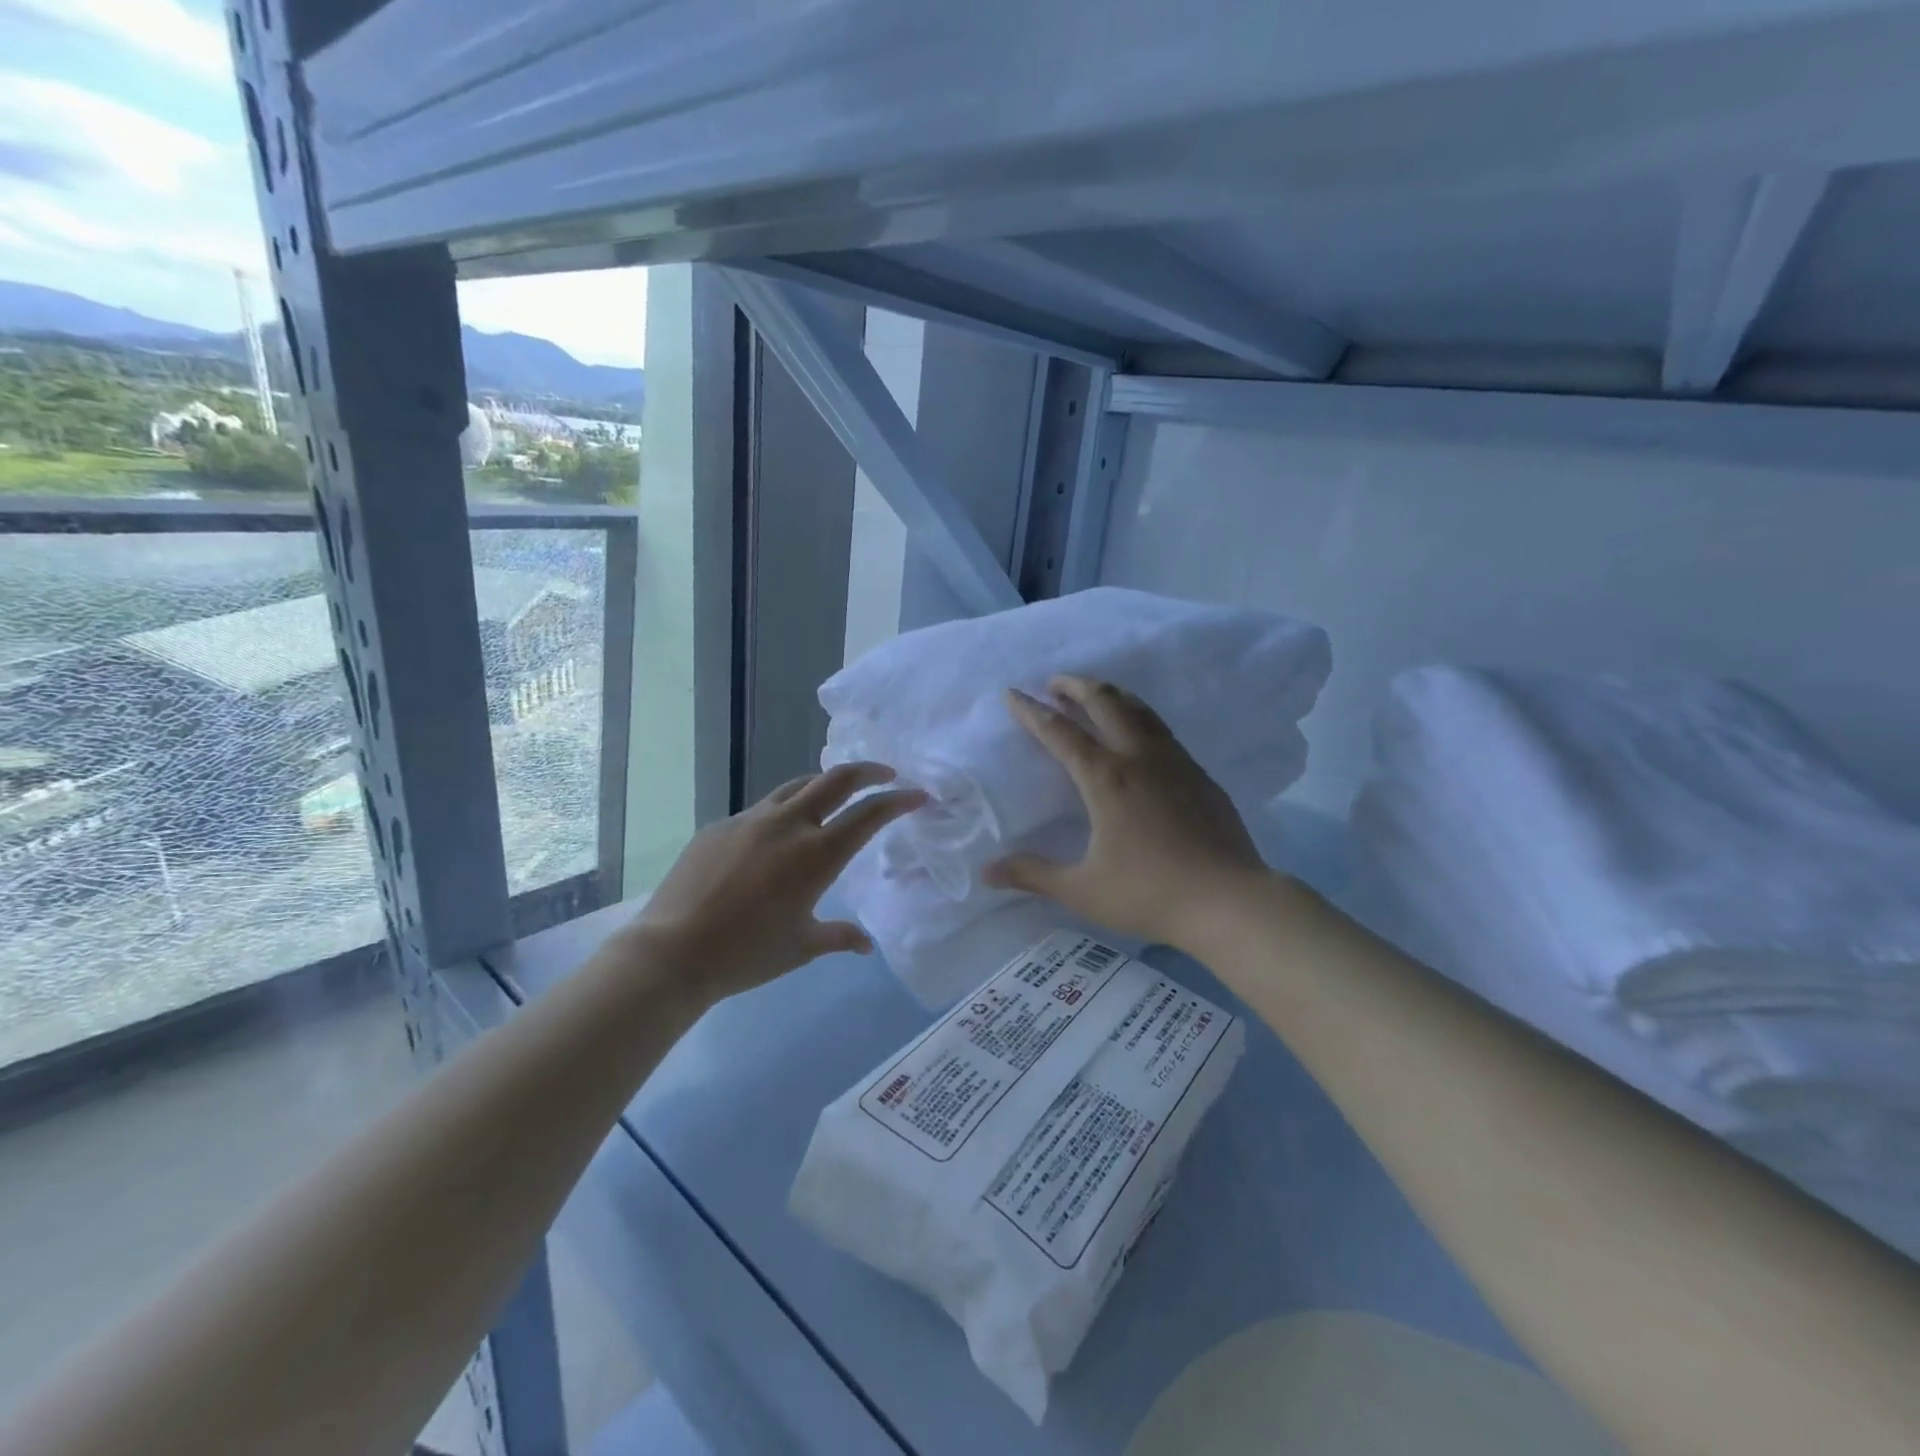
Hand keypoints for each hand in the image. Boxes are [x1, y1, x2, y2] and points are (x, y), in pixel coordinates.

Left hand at [630, 763, 926, 1002]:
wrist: (673, 952)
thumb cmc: (747, 954)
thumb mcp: (801, 947)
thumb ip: (839, 937)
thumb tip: (866, 944)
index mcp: (817, 854)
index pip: (869, 814)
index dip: (898, 801)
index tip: (918, 795)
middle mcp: (789, 825)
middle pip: (836, 780)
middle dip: (868, 771)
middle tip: (886, 775)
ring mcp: (751, 820)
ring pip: (797, 787)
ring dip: (824, 785)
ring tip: (834, 795)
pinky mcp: (721, 825)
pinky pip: (762, 809)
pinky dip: (783, 812)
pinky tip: (776, 837)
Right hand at [983, 676, 1271, 950]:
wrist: (1229, 901)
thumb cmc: (1149, 894)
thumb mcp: (1082, 889)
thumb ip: (1032, 875)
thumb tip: (986, 871)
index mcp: (1105, 778)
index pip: (1060, 732)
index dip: (1032, 712)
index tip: (1013, 694)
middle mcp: (1139, 757)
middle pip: (1105, 702)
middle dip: (1075, 686)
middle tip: (1055, 682)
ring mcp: (1175, 762)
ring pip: (1139, 710)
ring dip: (1111, 695)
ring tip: (1094, 694)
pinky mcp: (1200, 775)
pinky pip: (1163, 732)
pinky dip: (1140, 718)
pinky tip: (1139, 736)